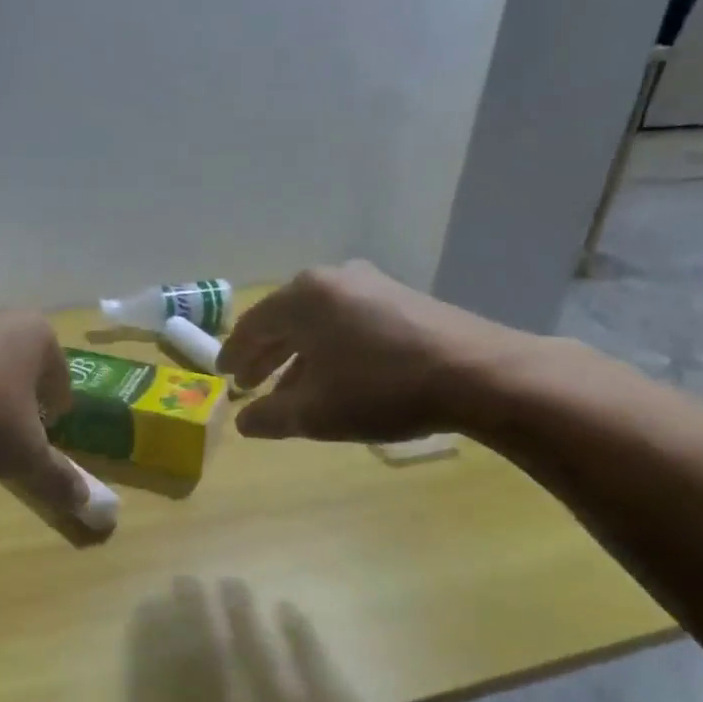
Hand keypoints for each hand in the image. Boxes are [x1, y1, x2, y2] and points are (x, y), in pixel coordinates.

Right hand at [216, 262, 535, 442]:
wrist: (479, 374)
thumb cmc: (380, 389)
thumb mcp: (314, 412)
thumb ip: (269, 416)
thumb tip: (244, 421)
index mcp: (303, 298)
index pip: (252, 325)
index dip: (234, 354)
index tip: (223, 376)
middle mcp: (333, 280)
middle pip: (284, 319)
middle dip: (264, 355)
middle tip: (248, 382)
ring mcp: (371, 285)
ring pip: (317, 322)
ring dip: (297, 355)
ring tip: (288, 389)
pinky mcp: (402, 299)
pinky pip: (347, 322)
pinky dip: (329, 348)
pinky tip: (333, 377)